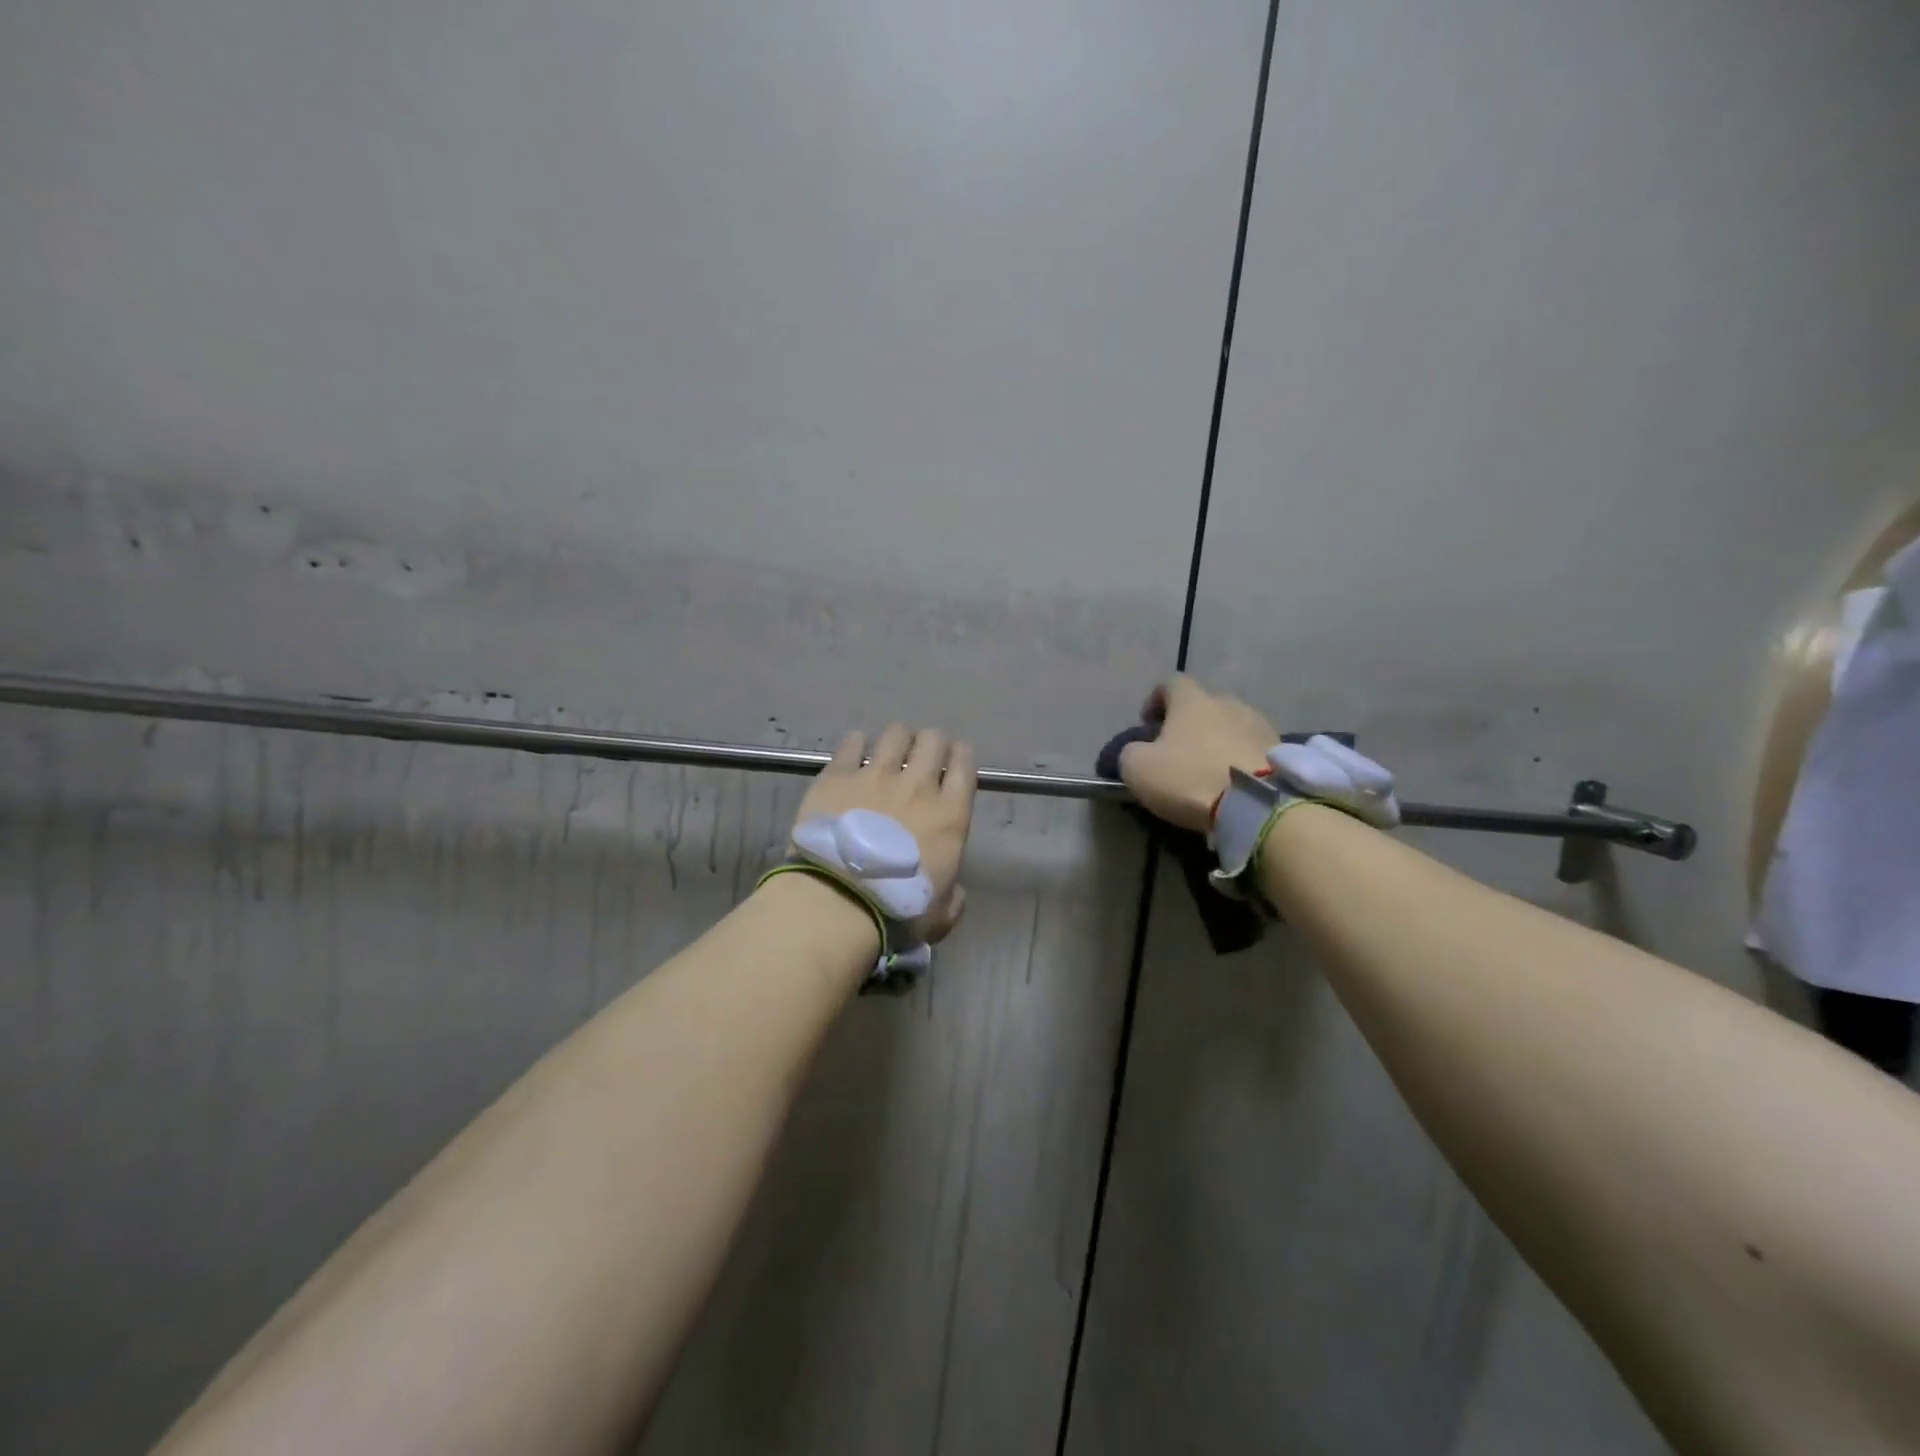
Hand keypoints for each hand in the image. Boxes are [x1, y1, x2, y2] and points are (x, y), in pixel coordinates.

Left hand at [792, 725, 977, 941]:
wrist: (838, 900)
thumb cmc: (896, 910)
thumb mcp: (941, 914)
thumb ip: (953, 897)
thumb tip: (953, 890)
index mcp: (950, 815)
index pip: (965, 765)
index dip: (961, 757)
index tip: (954, 761)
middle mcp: (917, 785)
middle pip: (932, 740)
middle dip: (930, 743)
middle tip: (920, 757)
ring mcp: (875, 776)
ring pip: (895, 734)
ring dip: (897, 739)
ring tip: (888, 751)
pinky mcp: (838, 776)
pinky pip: (851, 744)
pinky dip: (856, 744)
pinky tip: (854, 750)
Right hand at [1117, 675, 1278, 831]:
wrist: (1258, 805)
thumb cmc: (1190, 778)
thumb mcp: (1138, 768)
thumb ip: (1131, 752)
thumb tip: (1137, 751)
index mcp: (1192, 701)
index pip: (1171, 682)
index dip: (1156, 699)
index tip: (1148, 724)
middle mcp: (1228, 703)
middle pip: (1205, 703)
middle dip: (1191, 722)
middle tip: (1179, 749)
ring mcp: (1259, 725)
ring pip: (1232, 725)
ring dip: (1218, 740)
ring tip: (1210, 768)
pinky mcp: (1280, 751)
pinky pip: (1253, 747)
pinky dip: (1240, 758)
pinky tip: (1233, 781)